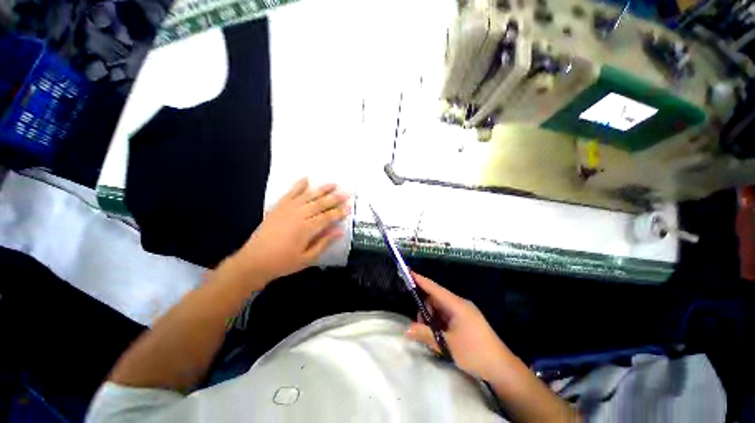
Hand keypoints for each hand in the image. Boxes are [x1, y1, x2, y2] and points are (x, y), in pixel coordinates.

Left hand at [231, 178, 349, 286]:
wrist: (254, 261)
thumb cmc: (283, 262)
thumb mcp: (307, 258)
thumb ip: (324, 242)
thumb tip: (340, 231)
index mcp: (307, 229)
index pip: (328, 217)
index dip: (340, 212)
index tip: (349, 207)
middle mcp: (299, 215)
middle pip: (320, 203)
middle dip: (335, 198)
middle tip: (347, 192)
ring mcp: (287, 209)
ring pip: (308, 196)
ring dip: (322, 189)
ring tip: (333, 184)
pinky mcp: (278, 207)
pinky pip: (290, 193)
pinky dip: (298, 185)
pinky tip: (306, 179)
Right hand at [406, 272, 511, 381]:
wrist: (502, 368)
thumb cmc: (475, 353)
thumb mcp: (447, 345)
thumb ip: (426, 334)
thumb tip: (406, 329)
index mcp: (457, 305)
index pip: (434, 288)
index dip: (420, 279)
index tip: (408, 271)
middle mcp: (459, 304)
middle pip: (435, 299)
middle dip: (425, 309)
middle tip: (420, 326)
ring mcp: (463, 312)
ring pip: (440, 308)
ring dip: (432, 318)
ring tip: (432, 335)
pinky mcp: (465, 319)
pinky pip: (446, 315)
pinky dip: (439, 322)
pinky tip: (439, 335)